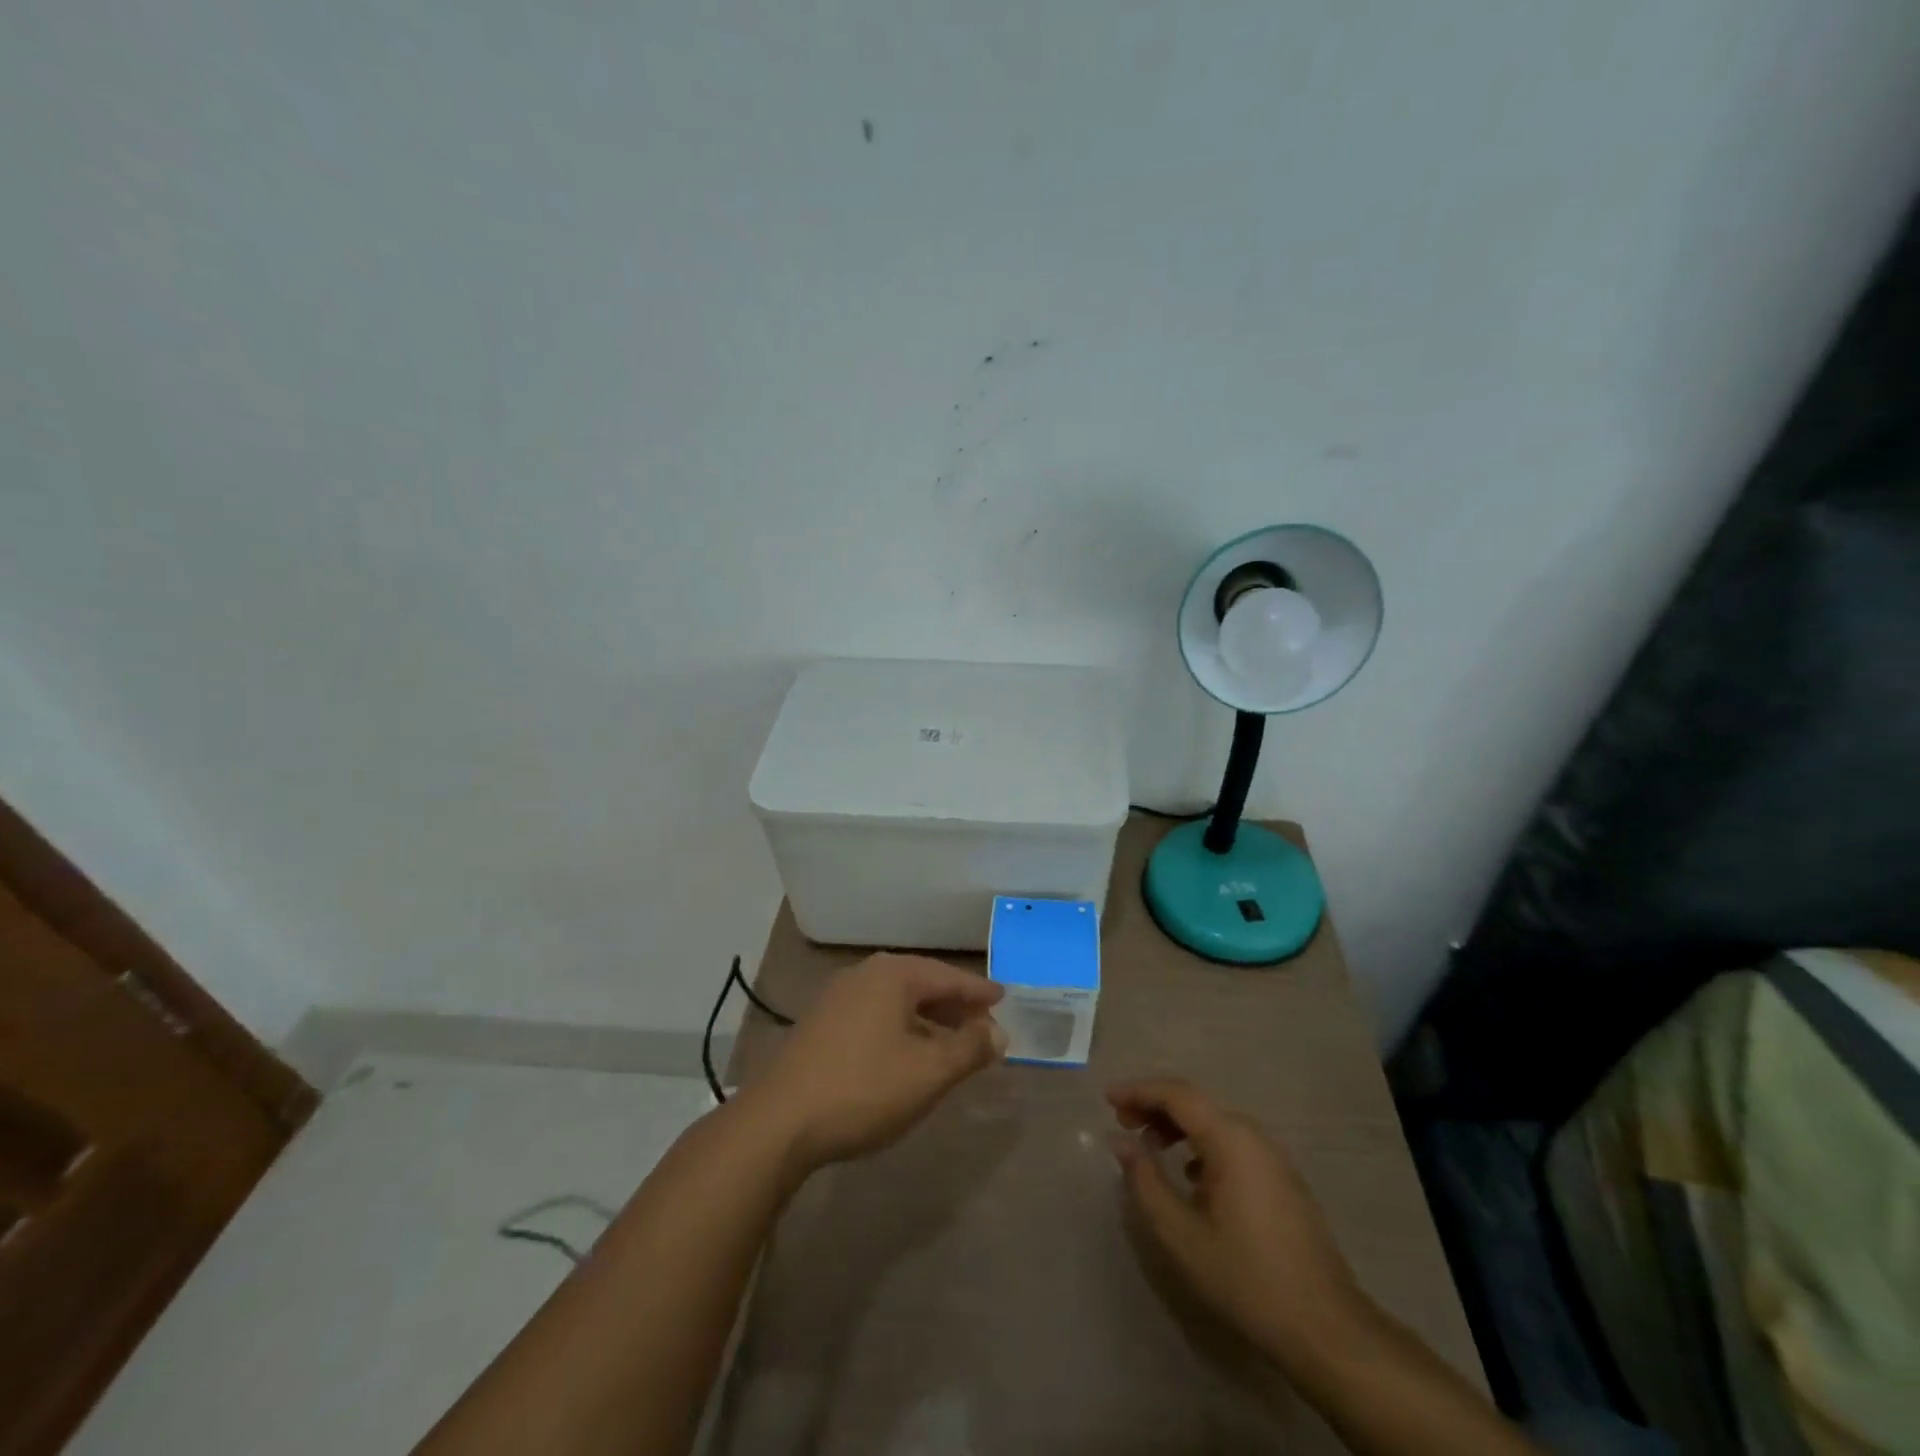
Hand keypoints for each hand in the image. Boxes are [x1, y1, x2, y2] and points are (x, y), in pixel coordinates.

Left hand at [747, 954, 1006, 1173]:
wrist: (779, 1122)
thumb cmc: (864, 1088)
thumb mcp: (928, 1072)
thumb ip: (969, 1049)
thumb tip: (998, 1032)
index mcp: (893, 975)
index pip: (948, 976)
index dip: (979, 991)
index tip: (1004, 997)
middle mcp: (864, 974)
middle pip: (922, 984)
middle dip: (954, 1005)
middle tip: (984, 1024)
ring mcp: (837, 998)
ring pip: (897, 1002)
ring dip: (928, 1020)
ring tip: (952, 1042)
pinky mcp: (820, 1024)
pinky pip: (875, 1015)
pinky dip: (901, 1028)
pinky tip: (908, 1055)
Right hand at [1107, 1078, 1369, 1370]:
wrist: (1325, 1328)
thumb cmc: (1246, 1278)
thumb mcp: (1181, 1234)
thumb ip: (1145, 1181)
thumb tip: (1120, 1142)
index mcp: (1230, 1138)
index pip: (1176, 1094)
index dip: (1138, 1090)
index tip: (1107, 1099)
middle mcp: (1253, 1134)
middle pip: (1195, 1103)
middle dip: (1154, 1107)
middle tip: (1122, 1123)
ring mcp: (1273, 1155)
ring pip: (1214, 1122)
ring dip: (1177, 1127)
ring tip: (1149, 1149)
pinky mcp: (1282, 1177)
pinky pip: (1232, 1143)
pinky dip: (1201, 1145)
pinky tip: (1189, 1176)